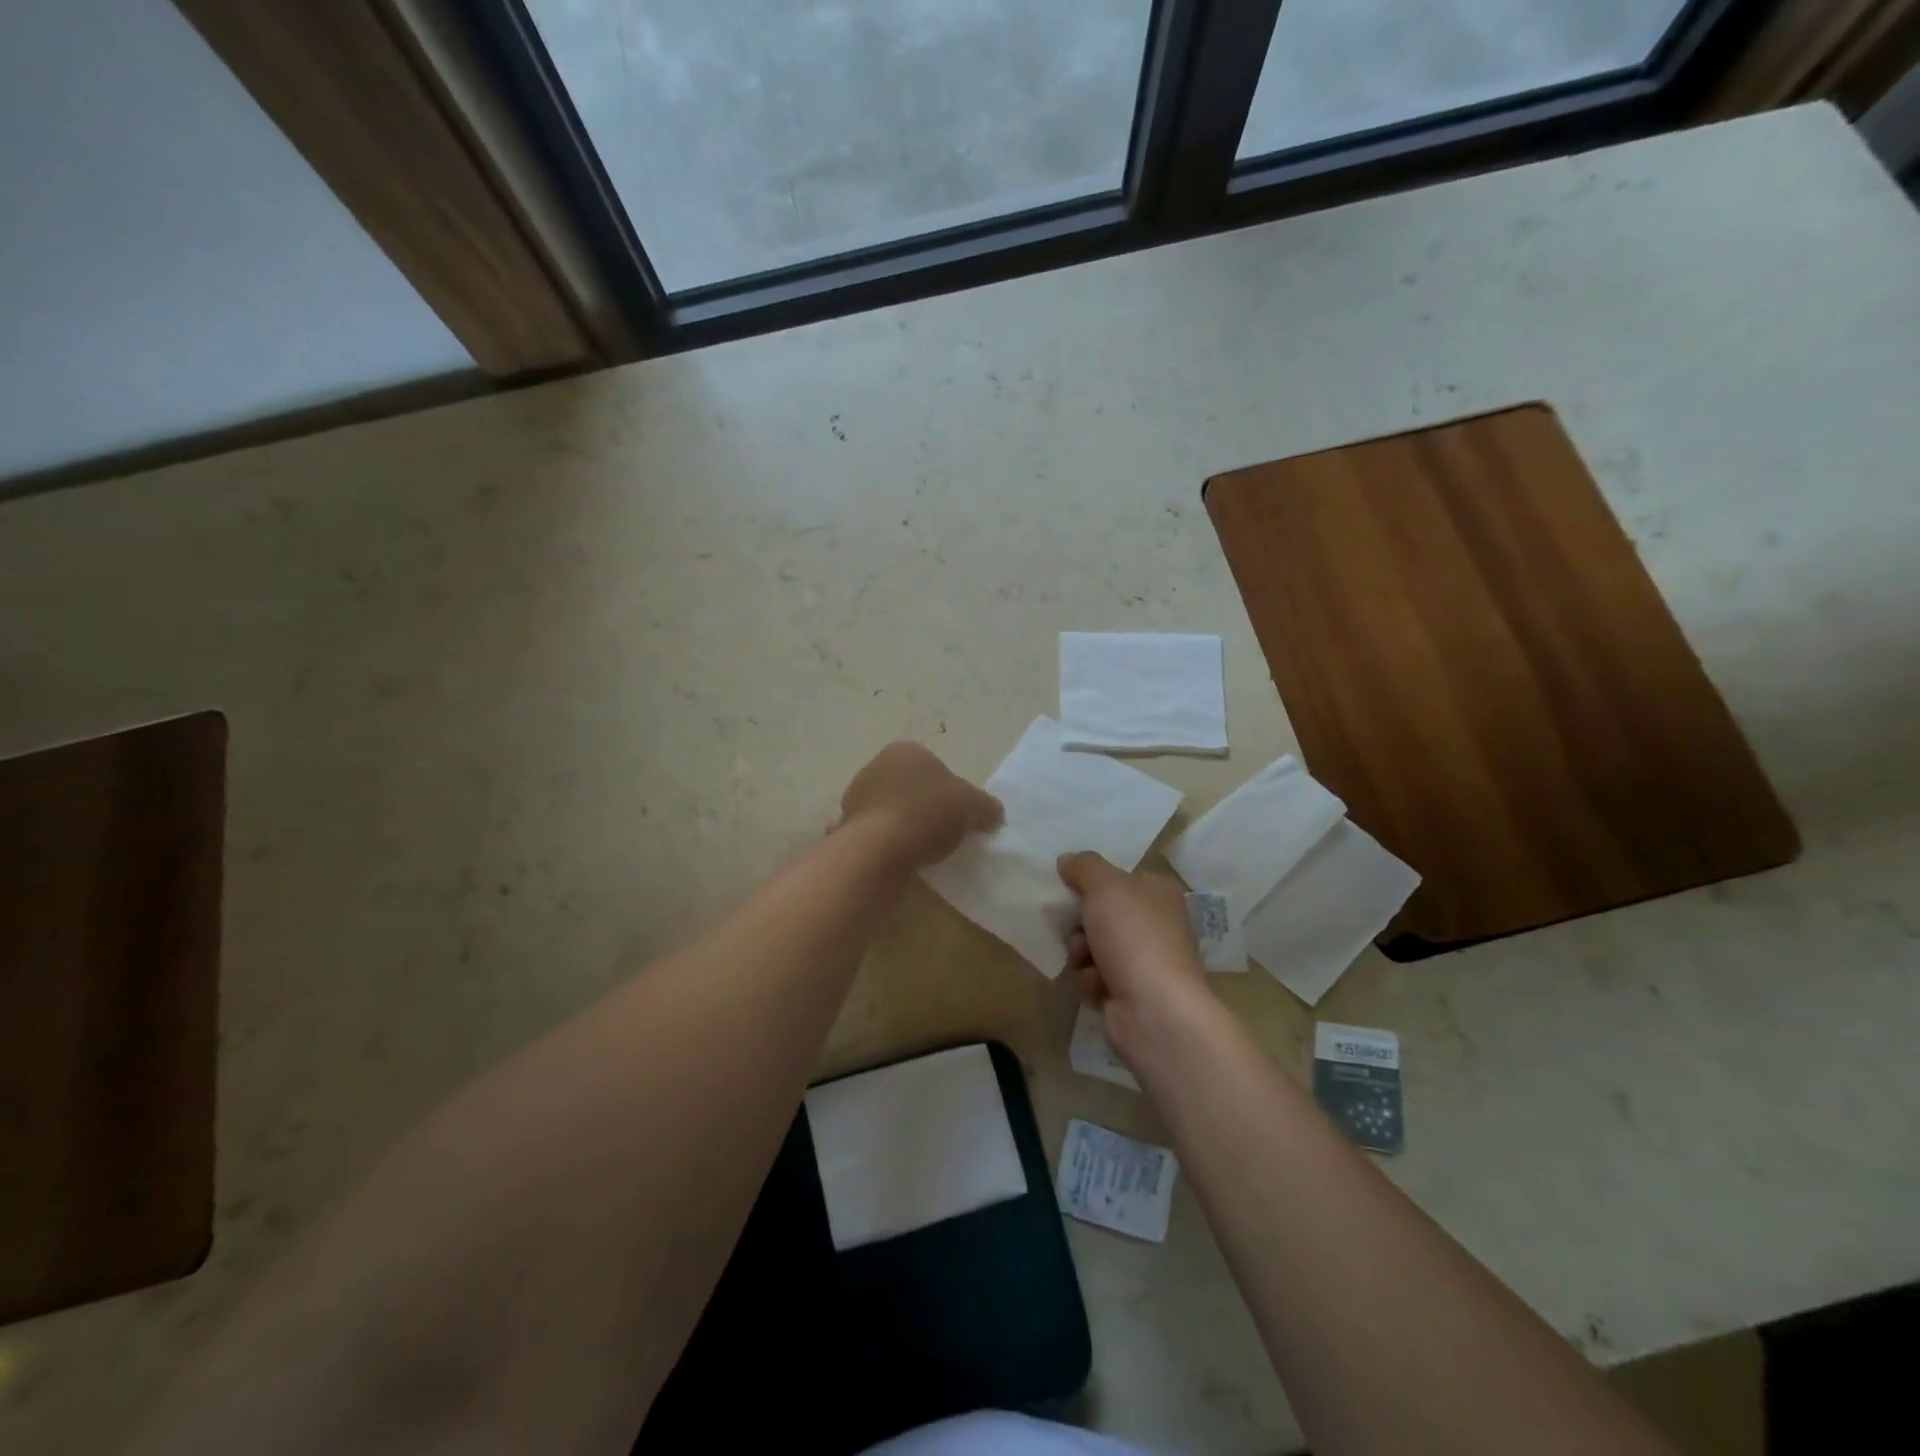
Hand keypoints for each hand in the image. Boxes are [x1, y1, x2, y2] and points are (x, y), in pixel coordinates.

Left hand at [837, 742, 1002, 869]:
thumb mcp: (972, 806)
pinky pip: (874, 831)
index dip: (950, 792)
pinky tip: (897, 857)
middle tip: (942, 832)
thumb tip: (993, 813)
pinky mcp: (846, 823)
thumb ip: (986, 806)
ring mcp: (856, 794)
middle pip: (911, 786)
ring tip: (920, 849)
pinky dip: (884, 841)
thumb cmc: (927, 813)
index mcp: (907, 750)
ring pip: (890, 808)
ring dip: (902, 823)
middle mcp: (877, 764)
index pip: (935, 767)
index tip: (958, 815)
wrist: (878, 848)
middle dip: (924, 805)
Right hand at [1058, 852, 1213, 1070]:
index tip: (1071, 890)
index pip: (1118, 878)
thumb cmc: (1133, 937)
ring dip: (1081, 954)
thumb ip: (1083, 866)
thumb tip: (1067, 861)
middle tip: (1079, 930)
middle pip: (1099, 913)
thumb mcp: (1105, 885)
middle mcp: (1155, 924)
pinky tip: (1098, 989)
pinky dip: (1090, 982)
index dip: (1091, 884)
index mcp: (1158, 893)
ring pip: (1091, 946)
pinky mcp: (1130, 994)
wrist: (1155, 1011)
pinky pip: (1094, 978)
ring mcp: (1144, 961)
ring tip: (1089, 964)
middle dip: (1080, 924)